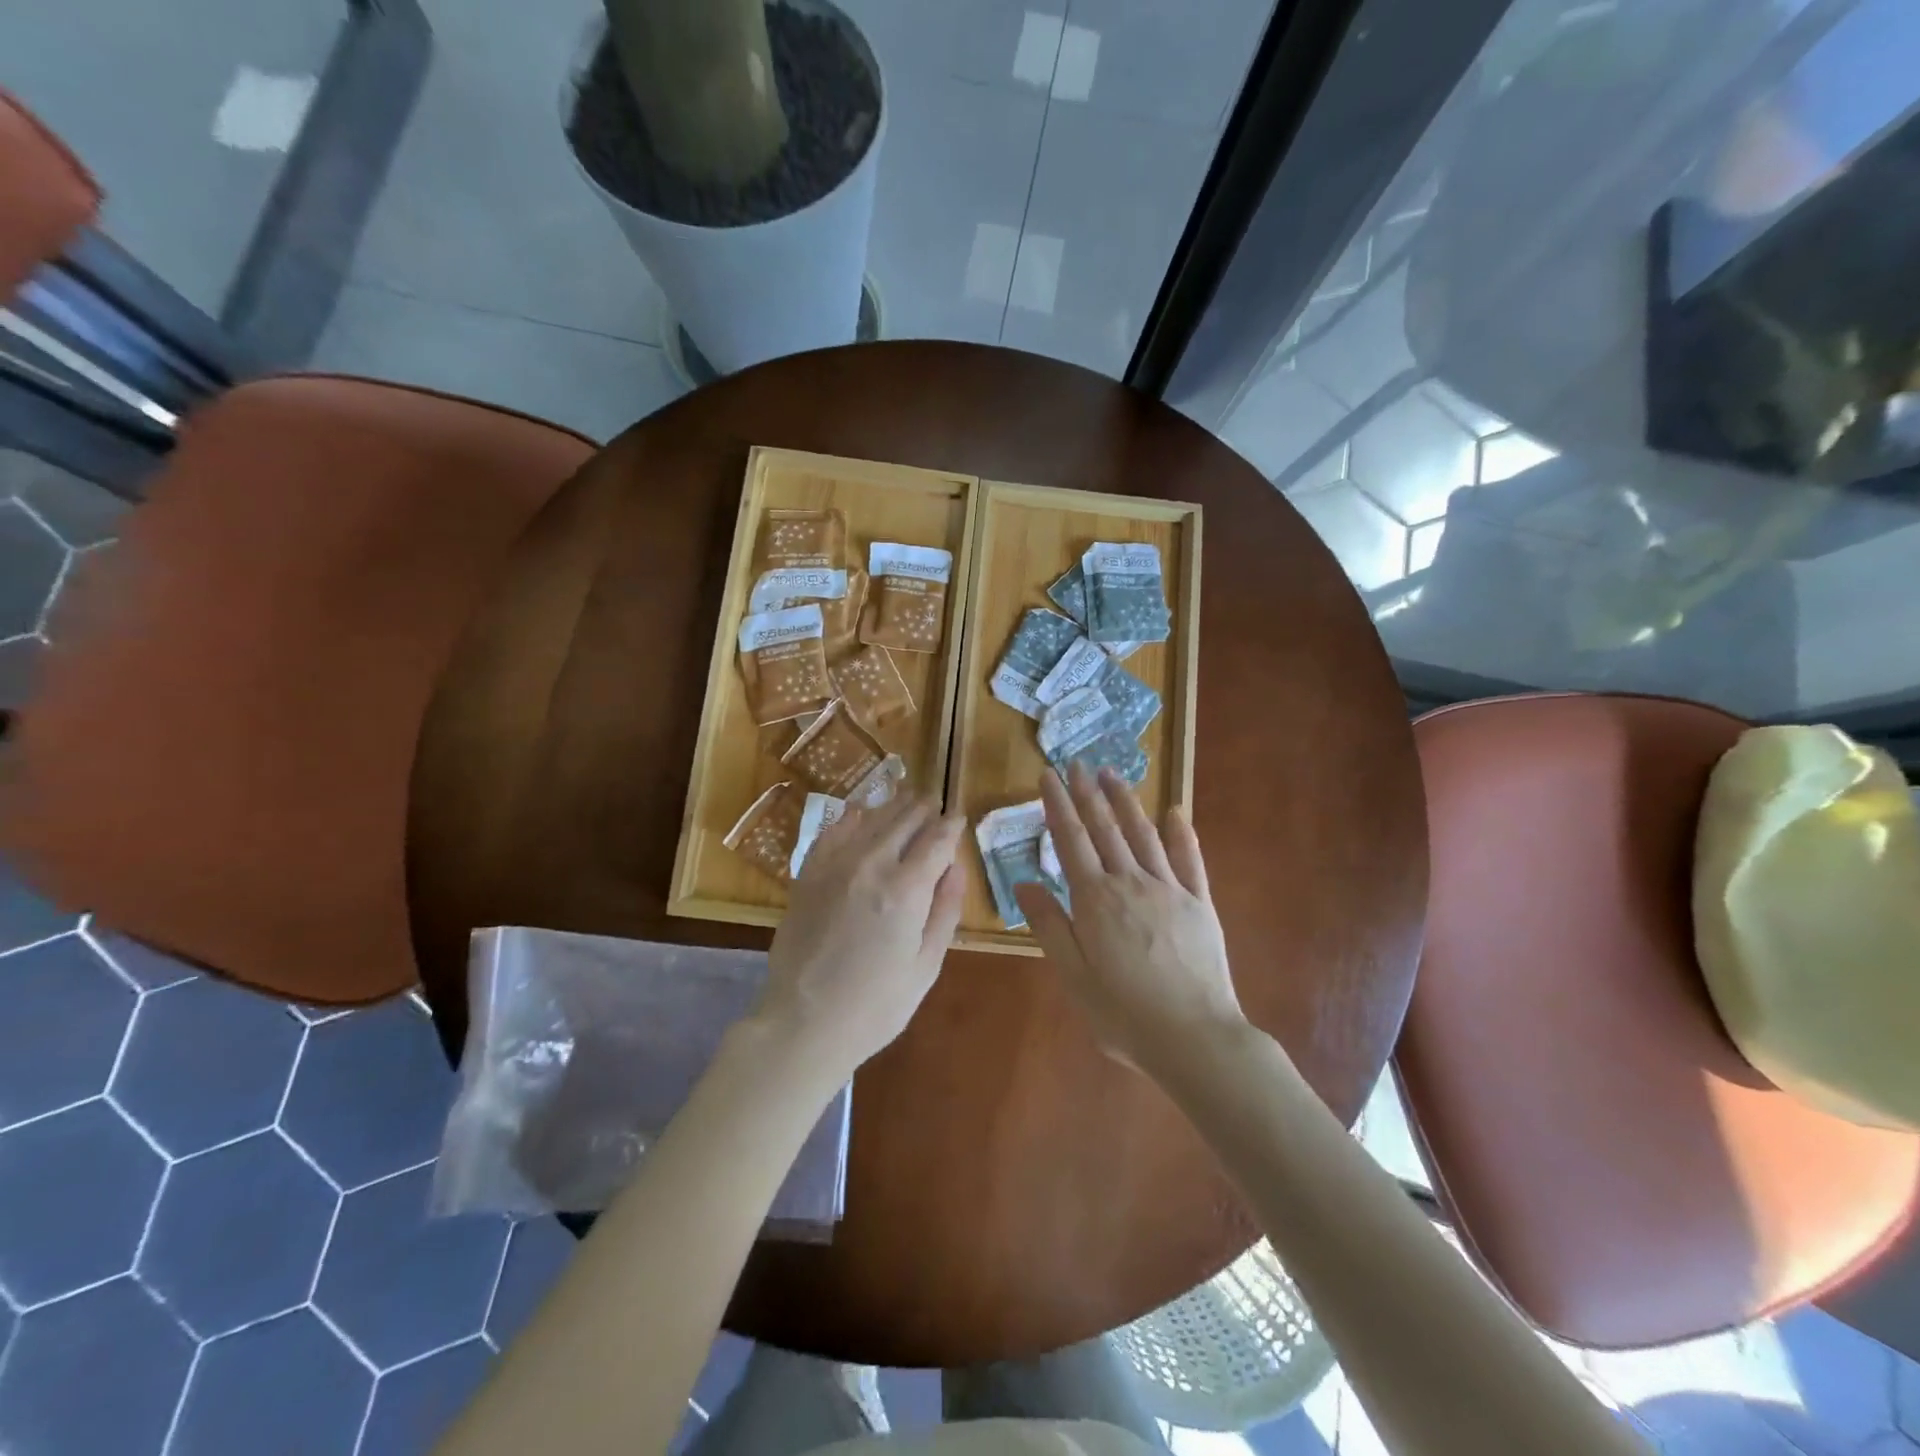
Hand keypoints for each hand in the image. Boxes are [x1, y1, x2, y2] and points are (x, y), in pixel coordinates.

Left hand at [757, 793, 964, 1078]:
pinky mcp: (807, 874)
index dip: (952, 825)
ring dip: (893, 807)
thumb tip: (956, 866)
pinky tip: (860, 816)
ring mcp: (834, 866)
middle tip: (935, 803)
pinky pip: (833, 832)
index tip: (959, 817)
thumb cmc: (875, 1006)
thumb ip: (945, 910)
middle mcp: (871, 865)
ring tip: (907, 801)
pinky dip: (852, 819)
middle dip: (924, 808)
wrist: (803, 1024)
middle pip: (905, 819)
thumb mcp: (926, 966)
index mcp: (906, 889)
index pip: (937, 839)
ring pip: (870, 818)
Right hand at [1014, 763, 1244, 1073]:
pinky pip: (1189, 860)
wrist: (1194, 1038)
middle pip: (1105, 828)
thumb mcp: (1073, 976)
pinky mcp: (1200, 903)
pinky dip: (1181, 833)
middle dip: (1088, 793)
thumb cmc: (1123, 1014)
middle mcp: (1130, 883)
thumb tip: (1023, 883)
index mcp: (1095, 900)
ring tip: (1112, 775)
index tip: (1048, 775)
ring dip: (1126, 802)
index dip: (1058, 805)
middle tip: (1077, 764)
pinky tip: (1174, 812)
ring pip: (1143, 834)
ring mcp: (1169, 889)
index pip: (1070, 840)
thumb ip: (1049, 926)